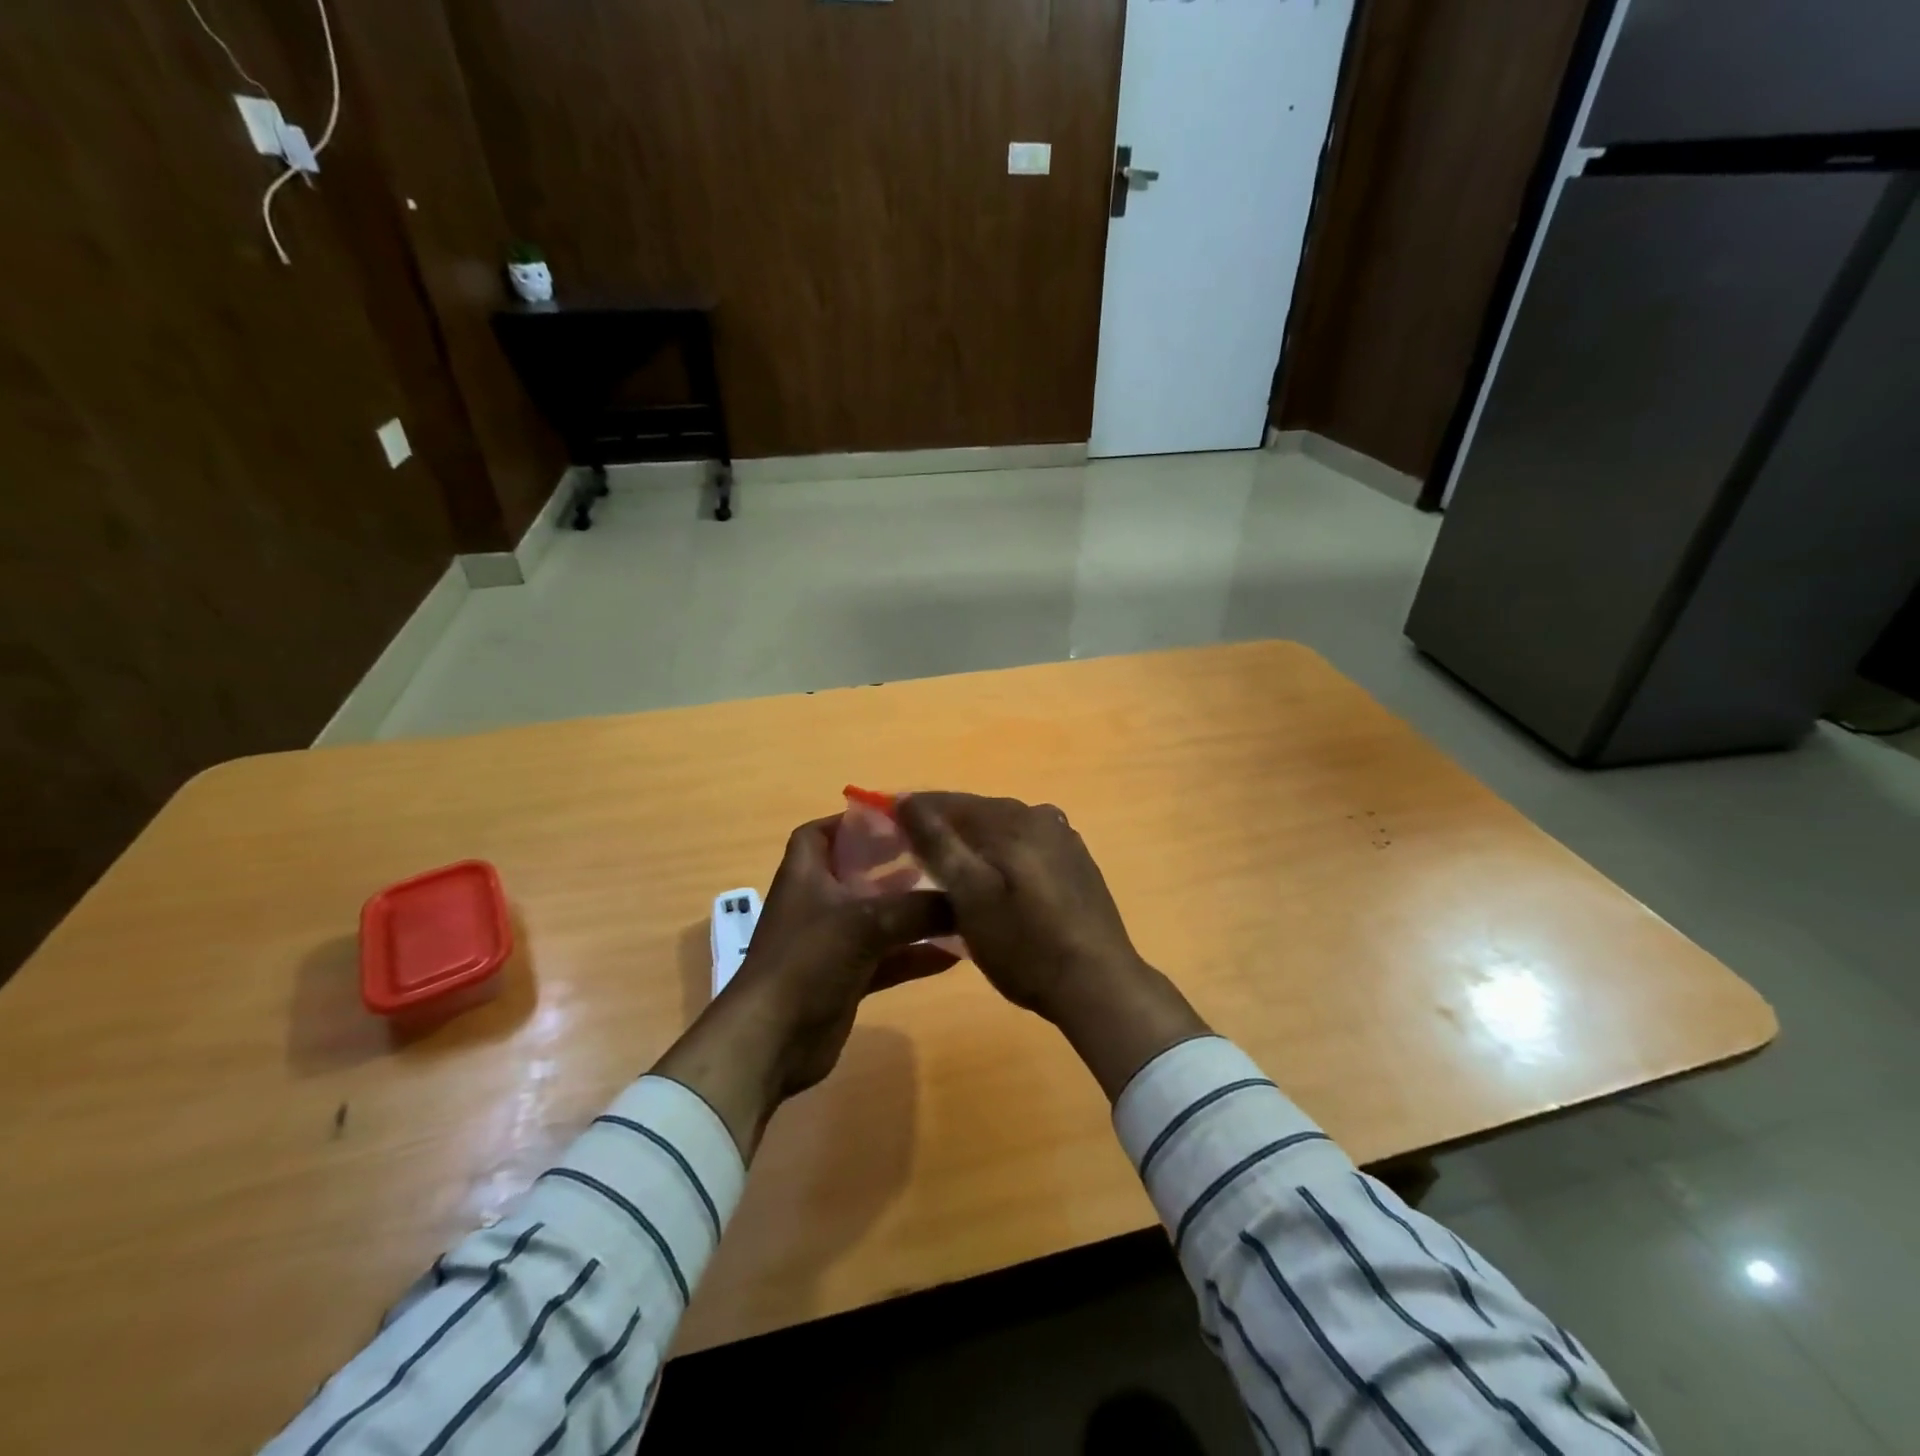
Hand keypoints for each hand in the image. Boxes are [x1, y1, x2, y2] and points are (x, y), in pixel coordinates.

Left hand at [652, 816, 956, 1155]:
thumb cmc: (808, 961)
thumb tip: (965, 899)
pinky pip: (885, 959)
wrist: (772, 1040)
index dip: (851, 822)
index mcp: (805, 875)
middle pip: (855, 873)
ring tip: (952, 900)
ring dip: (909, 911)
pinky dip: (913, 955)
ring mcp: (830, 944)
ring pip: (875, 917)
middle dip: (891, 864)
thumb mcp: (866, 923)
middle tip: (934, 856)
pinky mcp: (845, 979)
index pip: (820, 833)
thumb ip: (918, 908)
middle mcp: (816, 903)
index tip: (895, 820)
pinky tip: (952, 956)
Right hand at [897, 793, 1209, 1099]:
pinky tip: (993, 884)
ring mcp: (1063, 838)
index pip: (948, 801)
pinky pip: (1024, 847)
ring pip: (1001, 830)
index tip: (883, 831)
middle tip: (910, 859)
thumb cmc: (1025, 945)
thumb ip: (938, 843)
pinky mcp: (1075, 862)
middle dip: (942, 830)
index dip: (912, 813)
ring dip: (971, 844)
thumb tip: (906, 799)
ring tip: (947, 876)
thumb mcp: (970, 896)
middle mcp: (1039, 815)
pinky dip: (1000, 857)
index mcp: (1012, 818)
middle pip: (976, 813)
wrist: (1099, 985)